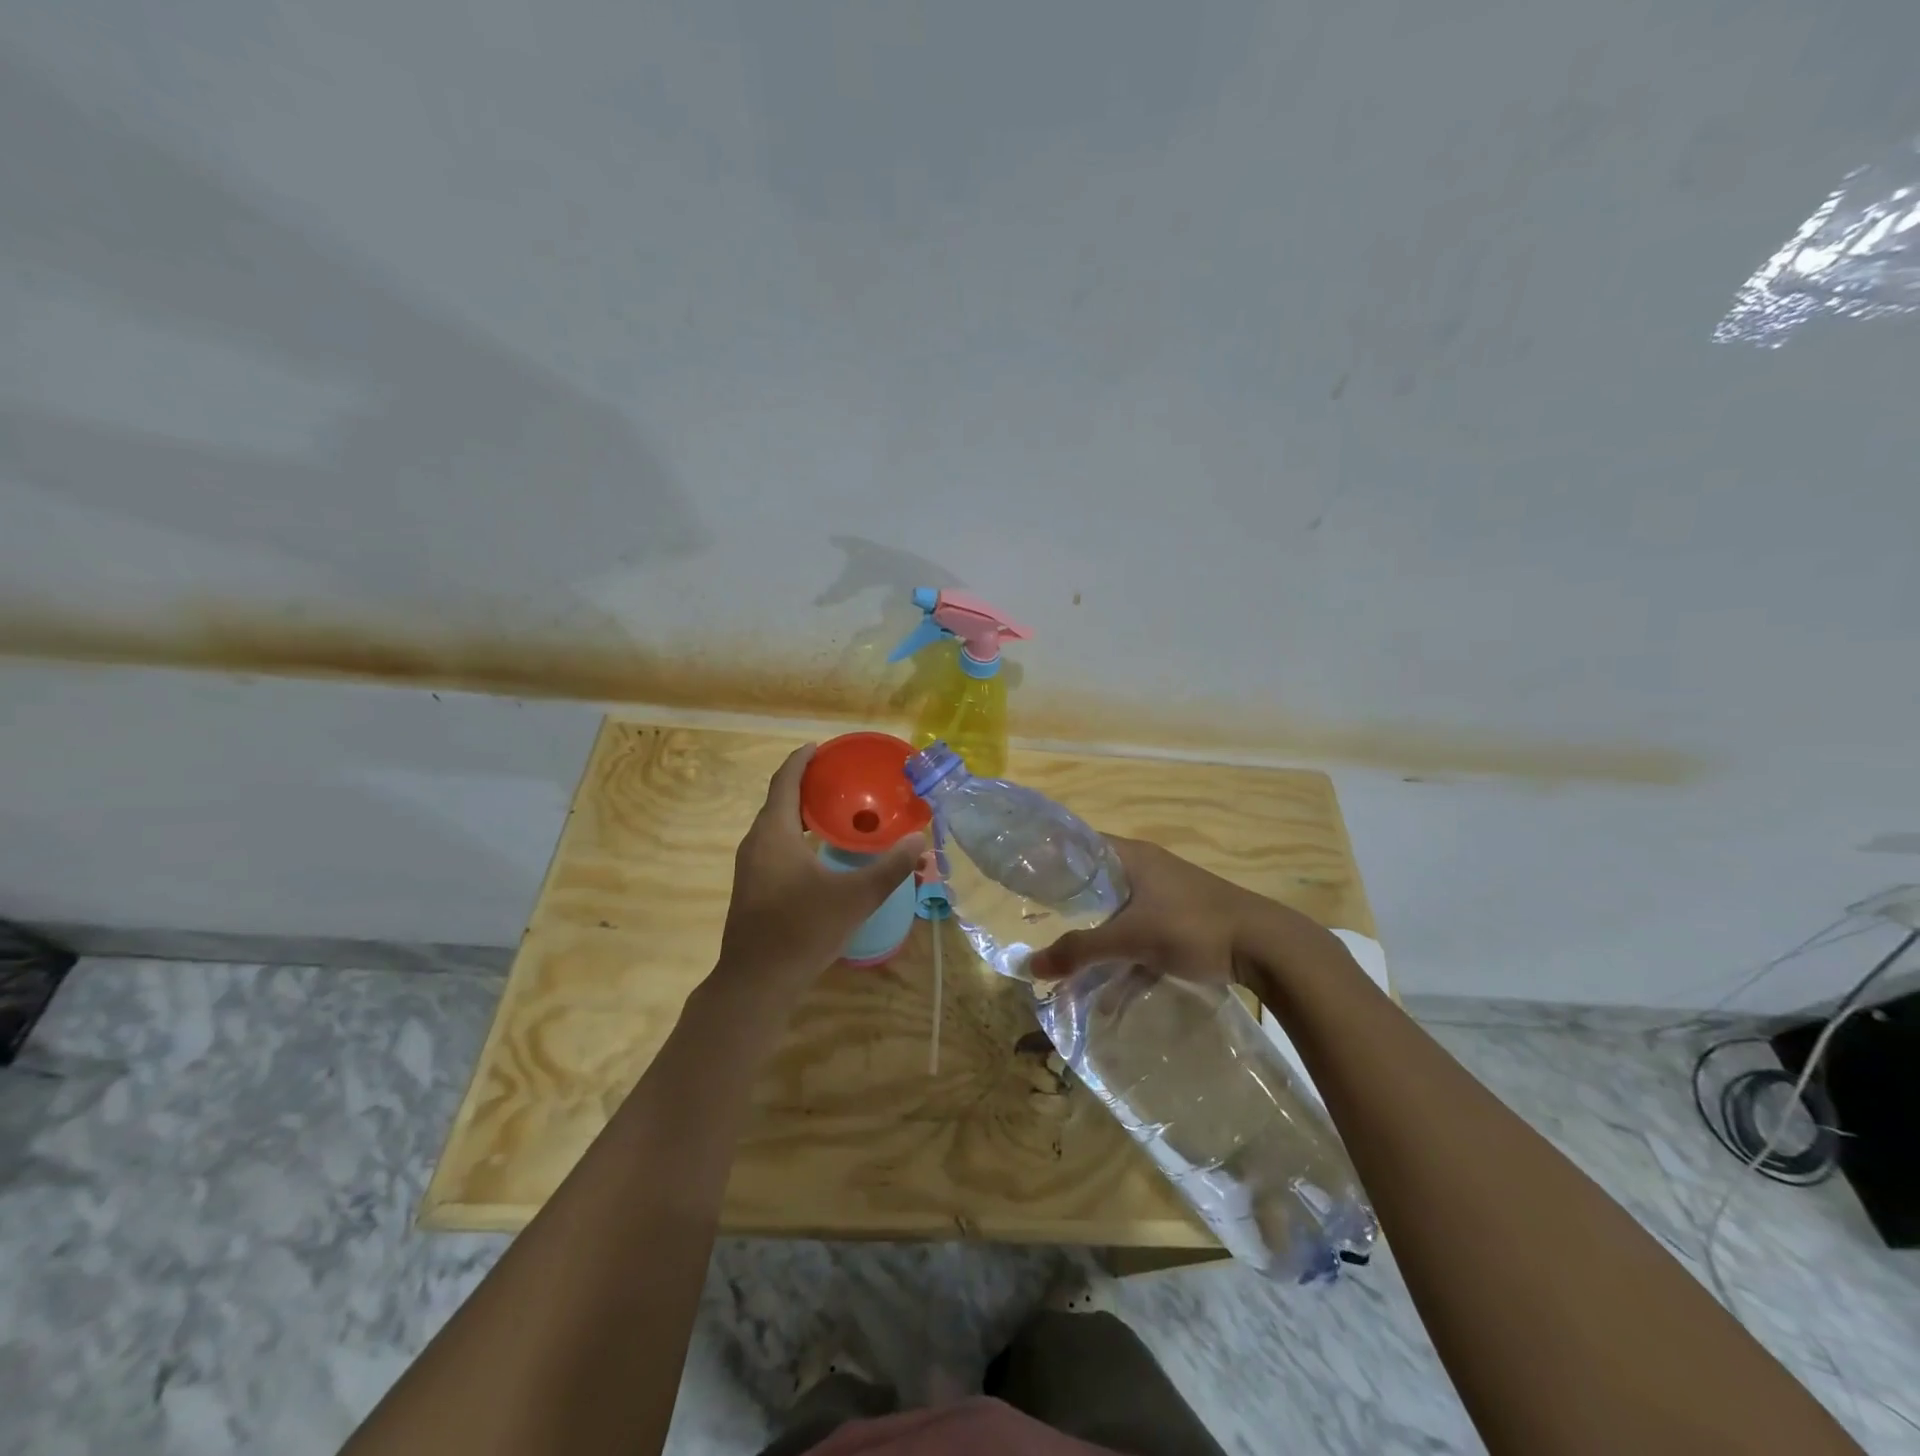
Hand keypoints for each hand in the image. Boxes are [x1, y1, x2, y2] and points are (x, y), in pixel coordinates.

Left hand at [714, 746, 926, 1000]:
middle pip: (779, 800)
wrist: (756, 982)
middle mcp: (756, 843)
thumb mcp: (855, 897)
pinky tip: (821, 851)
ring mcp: (750, 867)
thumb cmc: (802, 930)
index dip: (802, 760)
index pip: (785, 781)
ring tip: (836, 810)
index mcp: (774, 833)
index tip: (821, 746)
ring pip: (776, 826)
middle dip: (807, 784)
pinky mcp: (753, 887)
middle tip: (840, 778)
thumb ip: (889, 868)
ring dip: (801, 812)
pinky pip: (775, 845)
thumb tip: (920, 842)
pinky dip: (797, 835)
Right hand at [1027, 836, 1317, 991]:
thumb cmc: (1192, 926)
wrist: (1267, 947)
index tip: (1025, 881)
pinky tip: (1111, 984)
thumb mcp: (1130, 938)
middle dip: (1071, 905)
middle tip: (1039, 923)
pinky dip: (1125, 951)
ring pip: (1119, 910)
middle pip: (1097, 880)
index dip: (1052, 859)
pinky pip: (1141, 930)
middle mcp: (1148, 867)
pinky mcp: (1183, 919)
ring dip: (1098, 934)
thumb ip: (1080, 951)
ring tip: (1069, 959)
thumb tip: (1030, 966)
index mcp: (1132, 856)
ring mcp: (1168, 893)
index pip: (1080, 844)